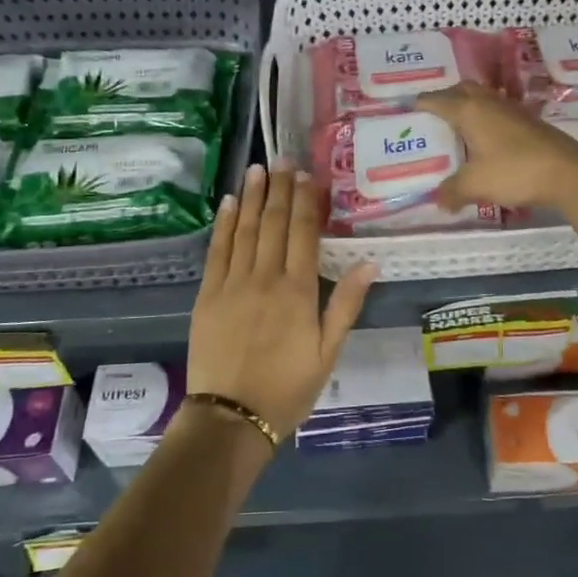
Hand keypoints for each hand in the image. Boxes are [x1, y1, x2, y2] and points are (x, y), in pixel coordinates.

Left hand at [186, 165, 375, 441]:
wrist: (232, 416)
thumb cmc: (288, 388)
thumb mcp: (328, 352)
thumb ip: (346, 304)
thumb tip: (369, 261)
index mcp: (298, 291)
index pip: (303, 233)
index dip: (305, 201)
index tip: (307, 175)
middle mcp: (265, 278)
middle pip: (274, 224)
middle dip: (280, 189)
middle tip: (283, 159)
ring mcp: (233, 283)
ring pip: (245, 230)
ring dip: (253, 197)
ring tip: (258, 169)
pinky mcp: (208, 294)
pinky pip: (217, 250)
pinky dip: (224, 224)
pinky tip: (230, 203)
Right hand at [418, 82, 577, 210]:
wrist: (568, 172)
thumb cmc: (515, 171)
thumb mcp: (475, 185)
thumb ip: (452, 191)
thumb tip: (440, 201)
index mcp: (469, 110)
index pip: (435, 100)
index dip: (419, 105)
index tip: (407, 114)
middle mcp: (489, 102)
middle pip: (461, 90)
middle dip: (445, 100)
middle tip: (433, 120)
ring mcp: (512, 110)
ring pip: (483, 99)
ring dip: (468, 108)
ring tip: (458, 130)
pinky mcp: (529, 122)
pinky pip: (498, 112)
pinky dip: (486, 120)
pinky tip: (486, 141)